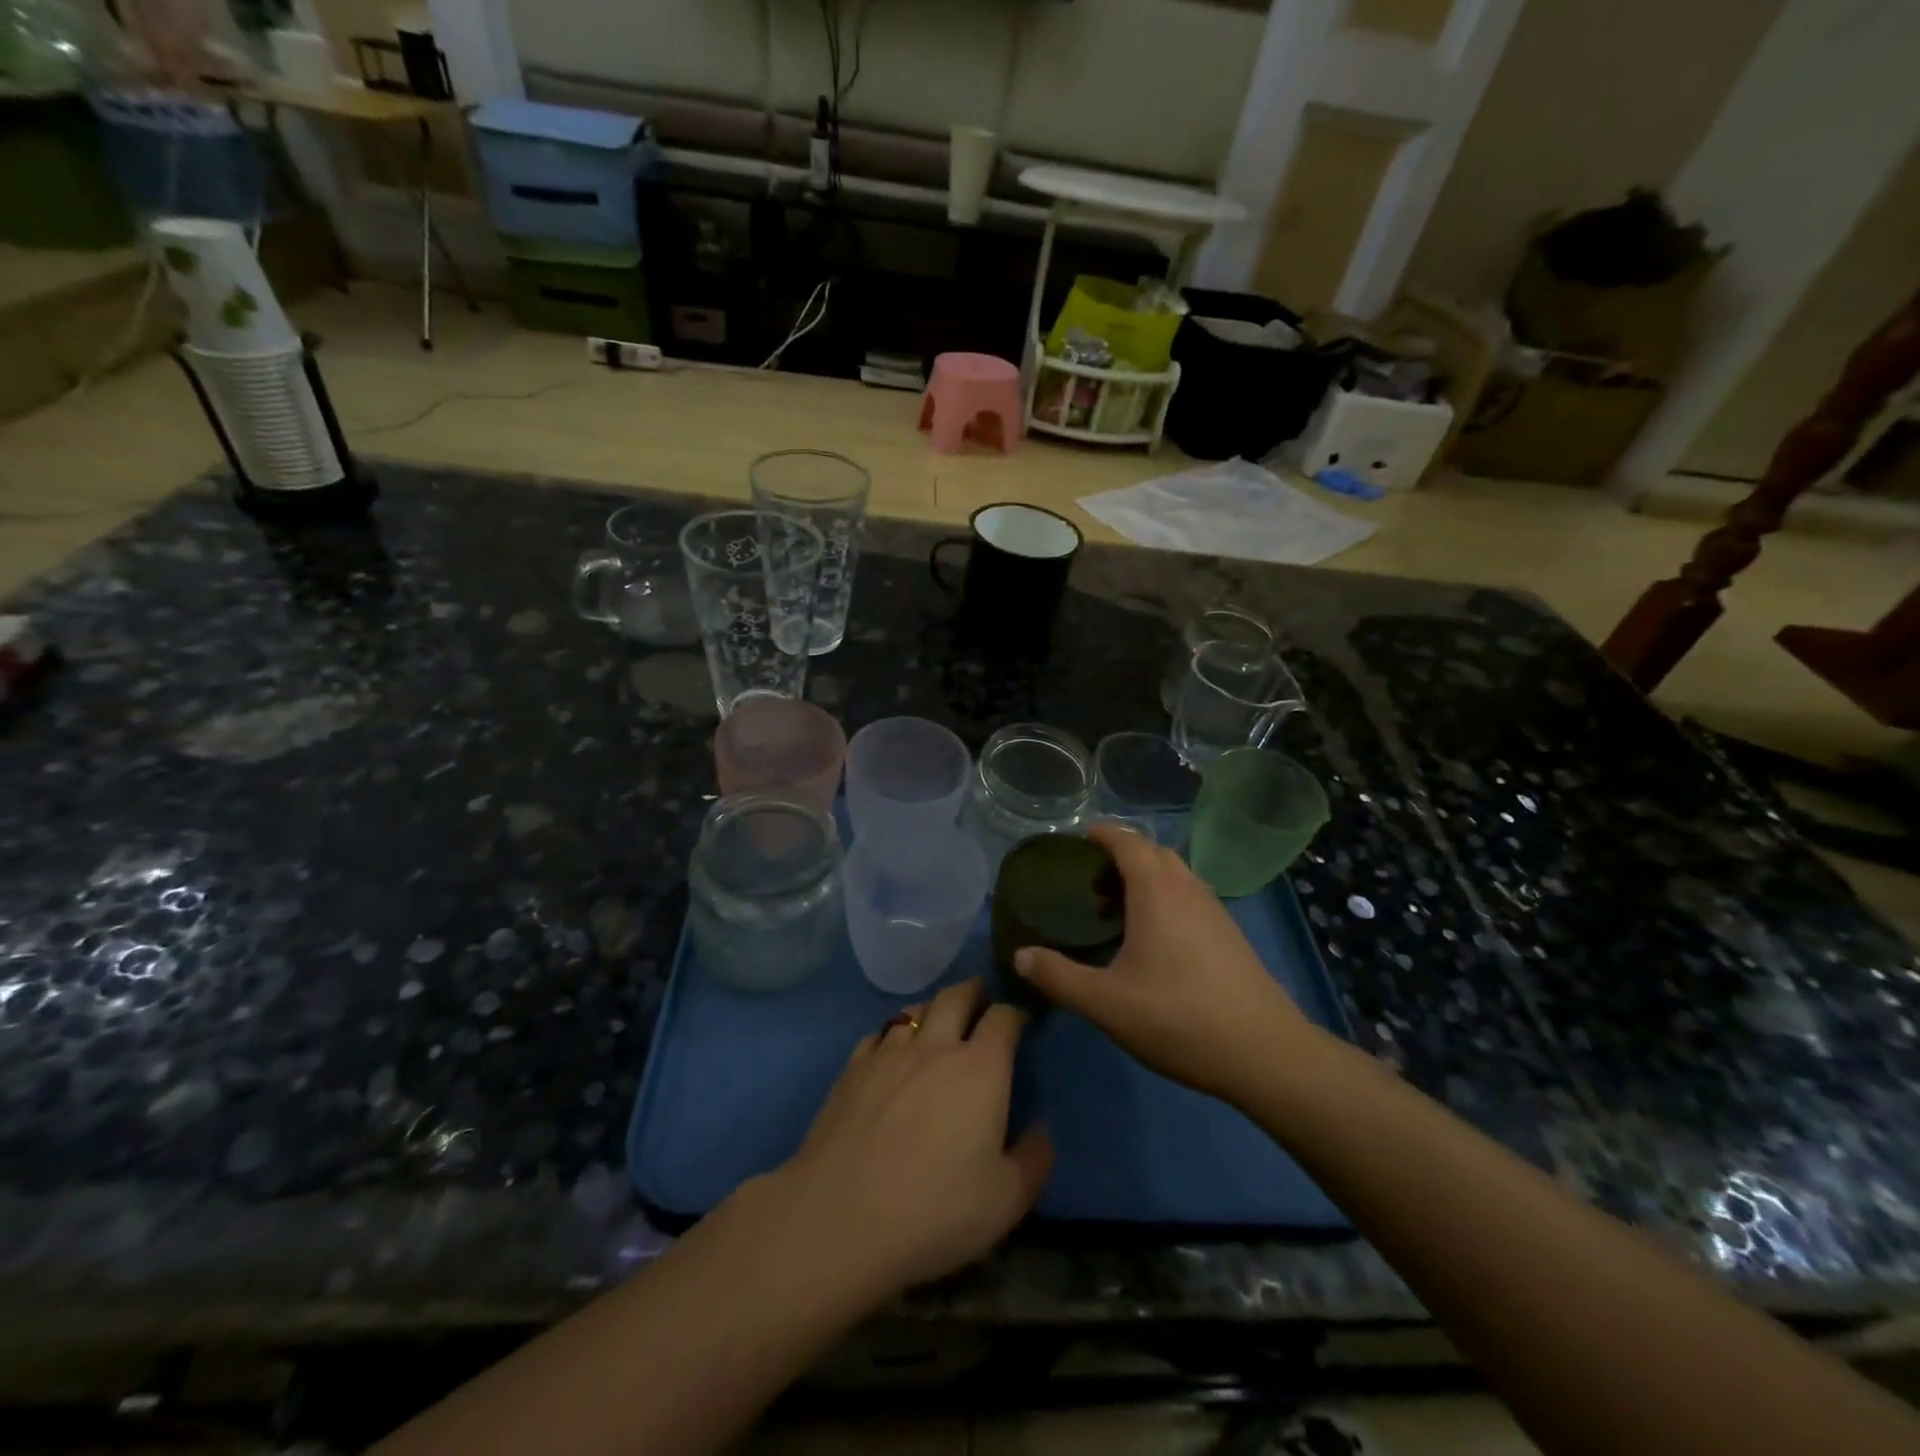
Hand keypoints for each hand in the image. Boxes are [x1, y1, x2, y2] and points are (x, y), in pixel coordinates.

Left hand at [755, 979, 1052, 1303]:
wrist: (841, 1217)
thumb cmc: (935, 1210)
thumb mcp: (1007, 1200)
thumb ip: (1034, 1159)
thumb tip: (1042, 1130)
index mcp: (981, 1068)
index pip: (1004, 1017)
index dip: (1014, 1014)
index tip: (1018, 1023)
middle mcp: (936, 1045)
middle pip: (957, 995)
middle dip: (974, 992)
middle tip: (980, 1000)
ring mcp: (889, 1052)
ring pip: (914, 1010)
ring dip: (932, 1010)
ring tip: (937, 1023)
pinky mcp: (852, 1067)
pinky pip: (878, 1035)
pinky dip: (892, 1036)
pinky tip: (890, 1055)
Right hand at [1014, 823, 1314, 1102]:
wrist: (1265, 1052)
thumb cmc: (1178, 1017)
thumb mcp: (1106, 1002)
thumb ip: (1058, 976)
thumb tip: (1020, 955)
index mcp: (1156, 891)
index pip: (1127, 841)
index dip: (1102, 834)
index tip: (1079, 839)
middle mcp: (1188, 888)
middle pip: (1152, 853)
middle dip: (1120, 856)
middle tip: (1092, 883)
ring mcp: (1214, 910)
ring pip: (1175, 875)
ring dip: (1145, 879)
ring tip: (1117, 912)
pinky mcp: (1230, 935)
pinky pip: (1190, 897)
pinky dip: (1165, 899)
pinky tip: (1154, 941)